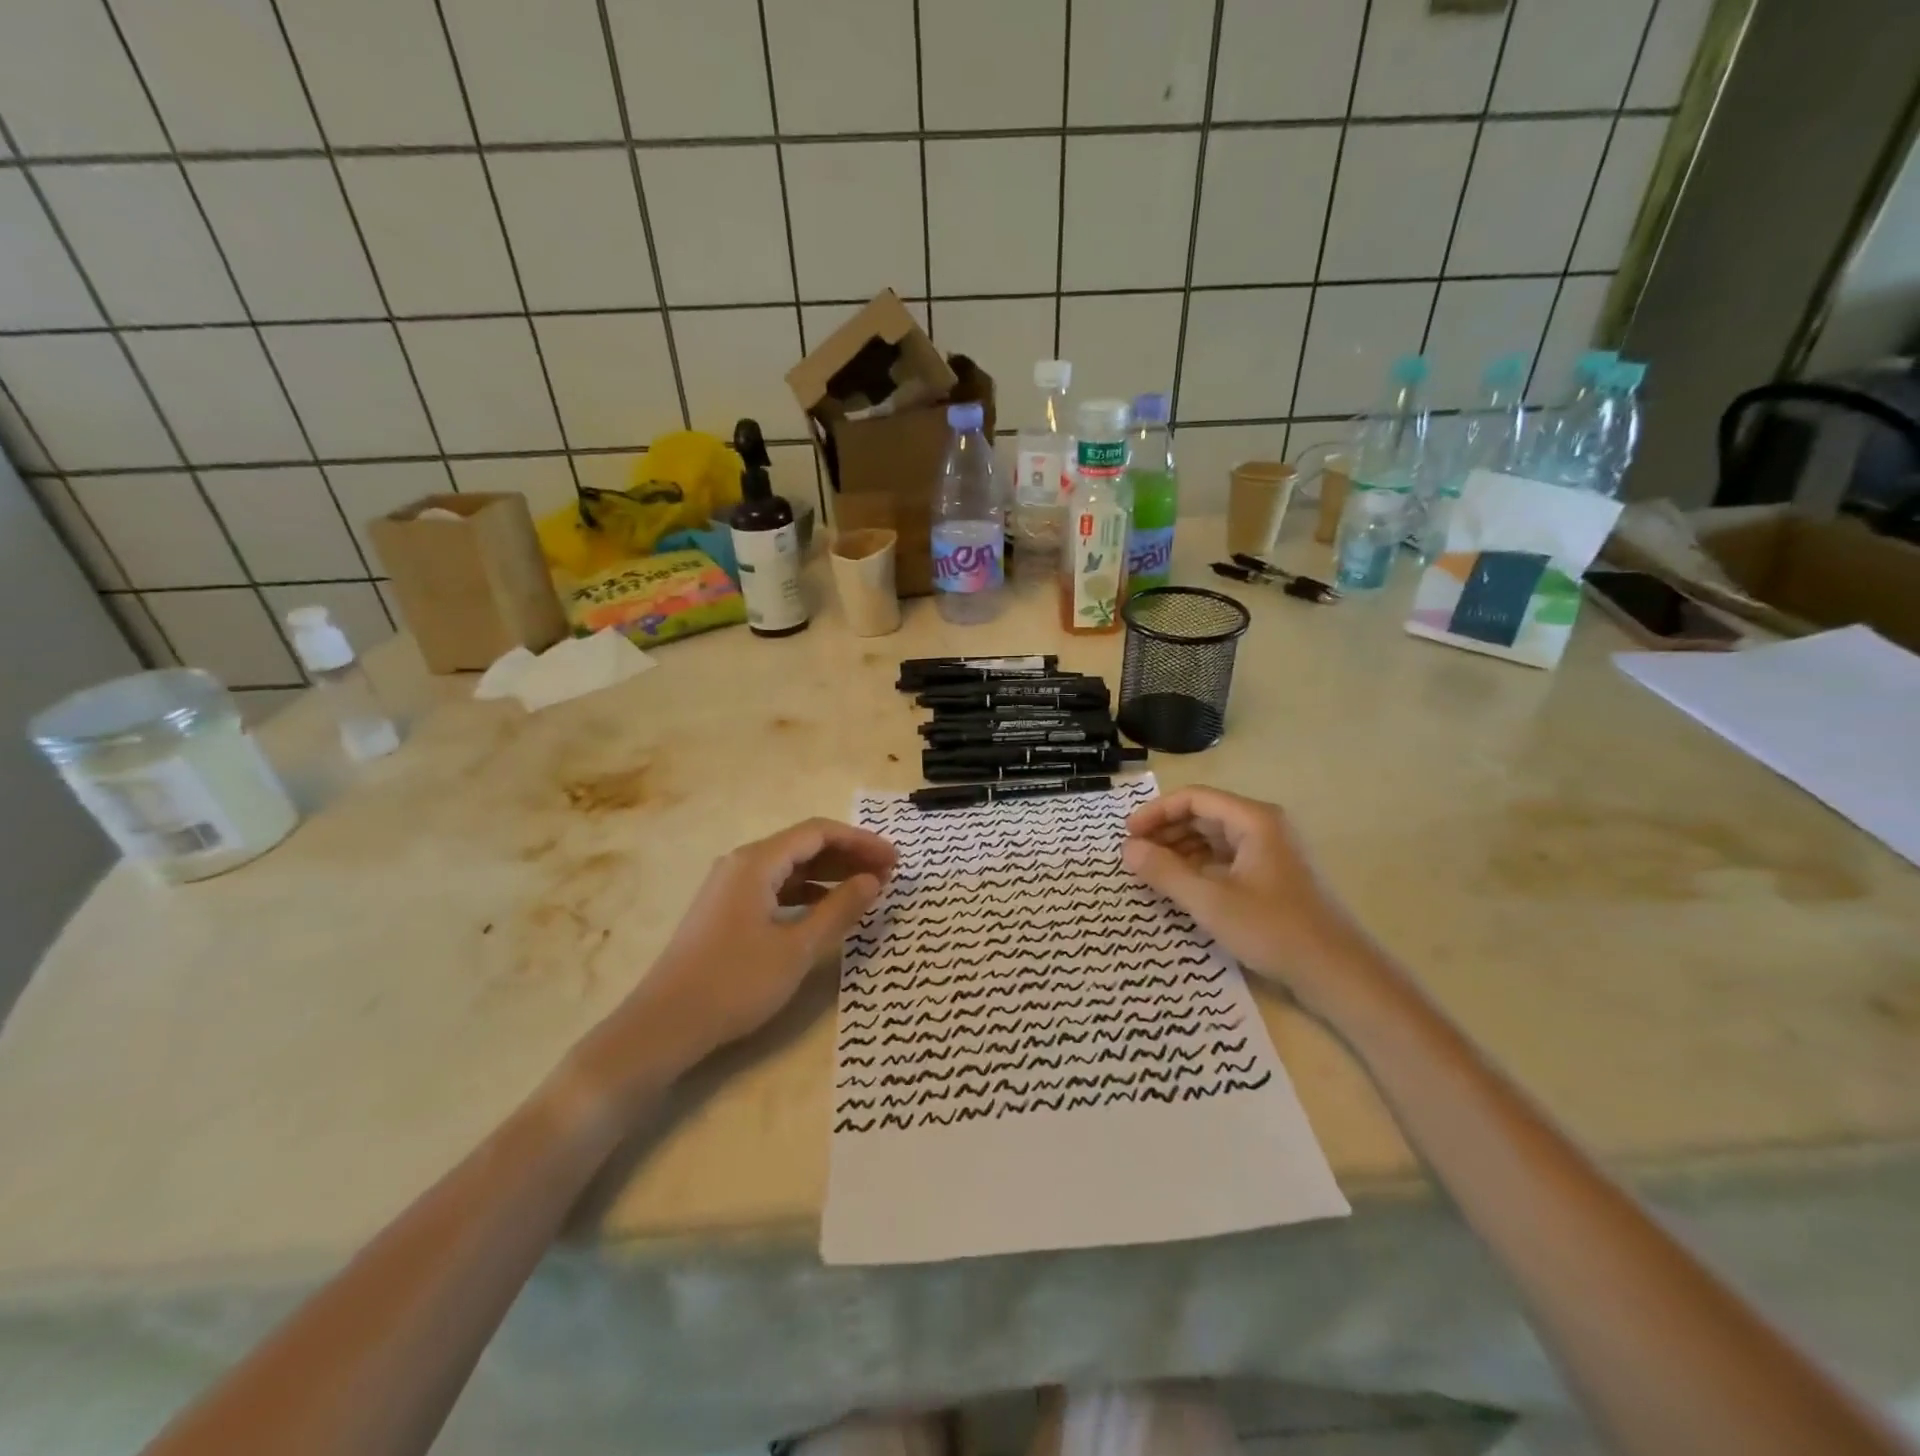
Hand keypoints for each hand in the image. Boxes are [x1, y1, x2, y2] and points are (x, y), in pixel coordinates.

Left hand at [576, 819, 894, 1100]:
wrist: (664, 1025)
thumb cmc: (735, 983)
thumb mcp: (797, 948)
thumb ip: (839, 909)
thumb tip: (873, 881)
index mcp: (757, 862)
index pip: (819, 833)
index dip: (861, 842)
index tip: (895, 860)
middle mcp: (742, 863)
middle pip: (804, 845)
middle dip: (849, 856)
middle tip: (889, 875)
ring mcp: (730, 886)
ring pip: (790, 867)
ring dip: (830, 874)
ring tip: (866, 890)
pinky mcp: (726, 910)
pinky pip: (775, 887)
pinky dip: (807, 892)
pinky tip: (827, 908)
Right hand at [1121, 786, 1399, 1021]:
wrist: (1338, 972)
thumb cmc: (1273, 929)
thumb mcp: (1210, 901)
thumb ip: (1165, 872)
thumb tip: (1128, 849)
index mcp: (1253, 820)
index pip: (1194, 798)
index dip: (1156, 813)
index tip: (1127, 835)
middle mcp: (1263, 826)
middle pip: (1204, 815)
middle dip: (1166, 832)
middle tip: (1134, 856)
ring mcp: (1270, 852)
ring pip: (1213, 838)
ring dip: (1180, 850)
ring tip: (1151, 872)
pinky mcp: (1272, 876)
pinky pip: (1226, 859)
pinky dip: (1199, 867)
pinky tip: (1181, 887)